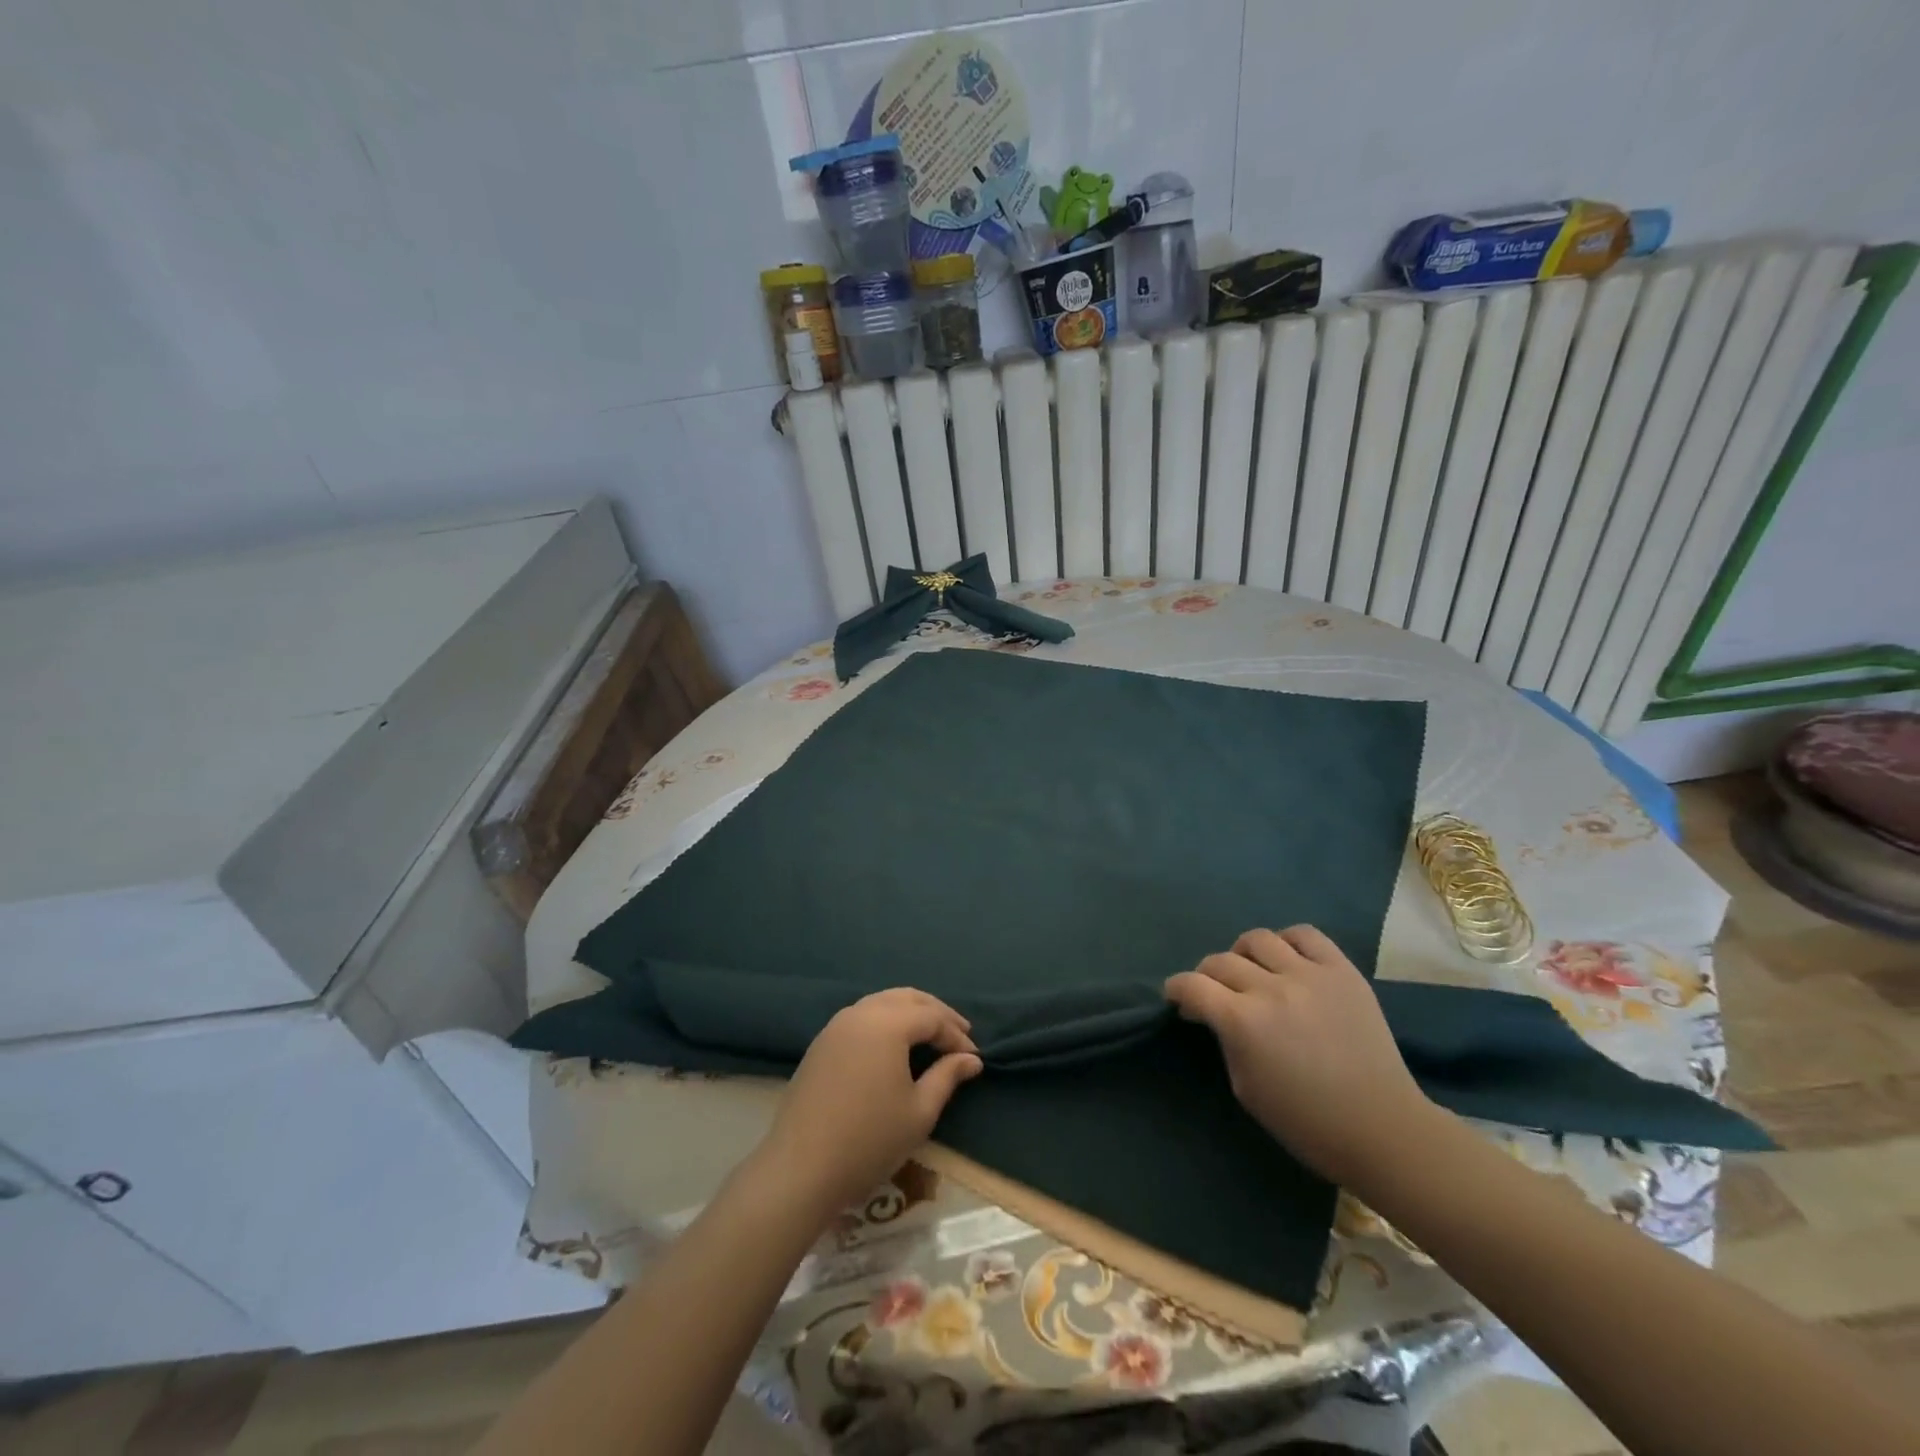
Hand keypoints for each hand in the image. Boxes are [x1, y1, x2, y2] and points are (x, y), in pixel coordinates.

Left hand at [751, 989, 982, 1220]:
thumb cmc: (869, 1140)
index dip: (956, 1035)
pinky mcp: (821, 1043)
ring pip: (882, 1002)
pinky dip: (885, 1021)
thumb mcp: (919, 1111)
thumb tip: (971, 1059)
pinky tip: (895, 1045)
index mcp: (887, 1023)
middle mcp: (861, 1013)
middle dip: (936, 1013)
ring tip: (930, 1035)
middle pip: (907, 998)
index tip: (974, 1057)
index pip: (932, 1017)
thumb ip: (947, 1077)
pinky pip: (861, 1017)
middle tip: (960, 1033)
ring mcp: (836, 1026)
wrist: (801, 1168)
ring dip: (910, 1013)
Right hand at [1165, 926, 1433, 1184]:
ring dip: (1243, 955)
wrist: (1383, 1129)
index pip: (1191, 985)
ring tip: (1252, 973)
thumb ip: (1226, 1040)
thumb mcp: (1246, 1087)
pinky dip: (1287, 942)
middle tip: (1215, 994)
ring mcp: (1310, 975)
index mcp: (1243, 1022)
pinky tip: (1287, 961)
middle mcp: (1272, 988)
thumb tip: (1213, 1013)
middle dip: (1207, 977)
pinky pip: (1305, 935)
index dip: (1176, 989)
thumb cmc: (1306, 1122)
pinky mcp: (1342, 971)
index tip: (1178, 998)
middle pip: (1220, 961)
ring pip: (1257, 939)